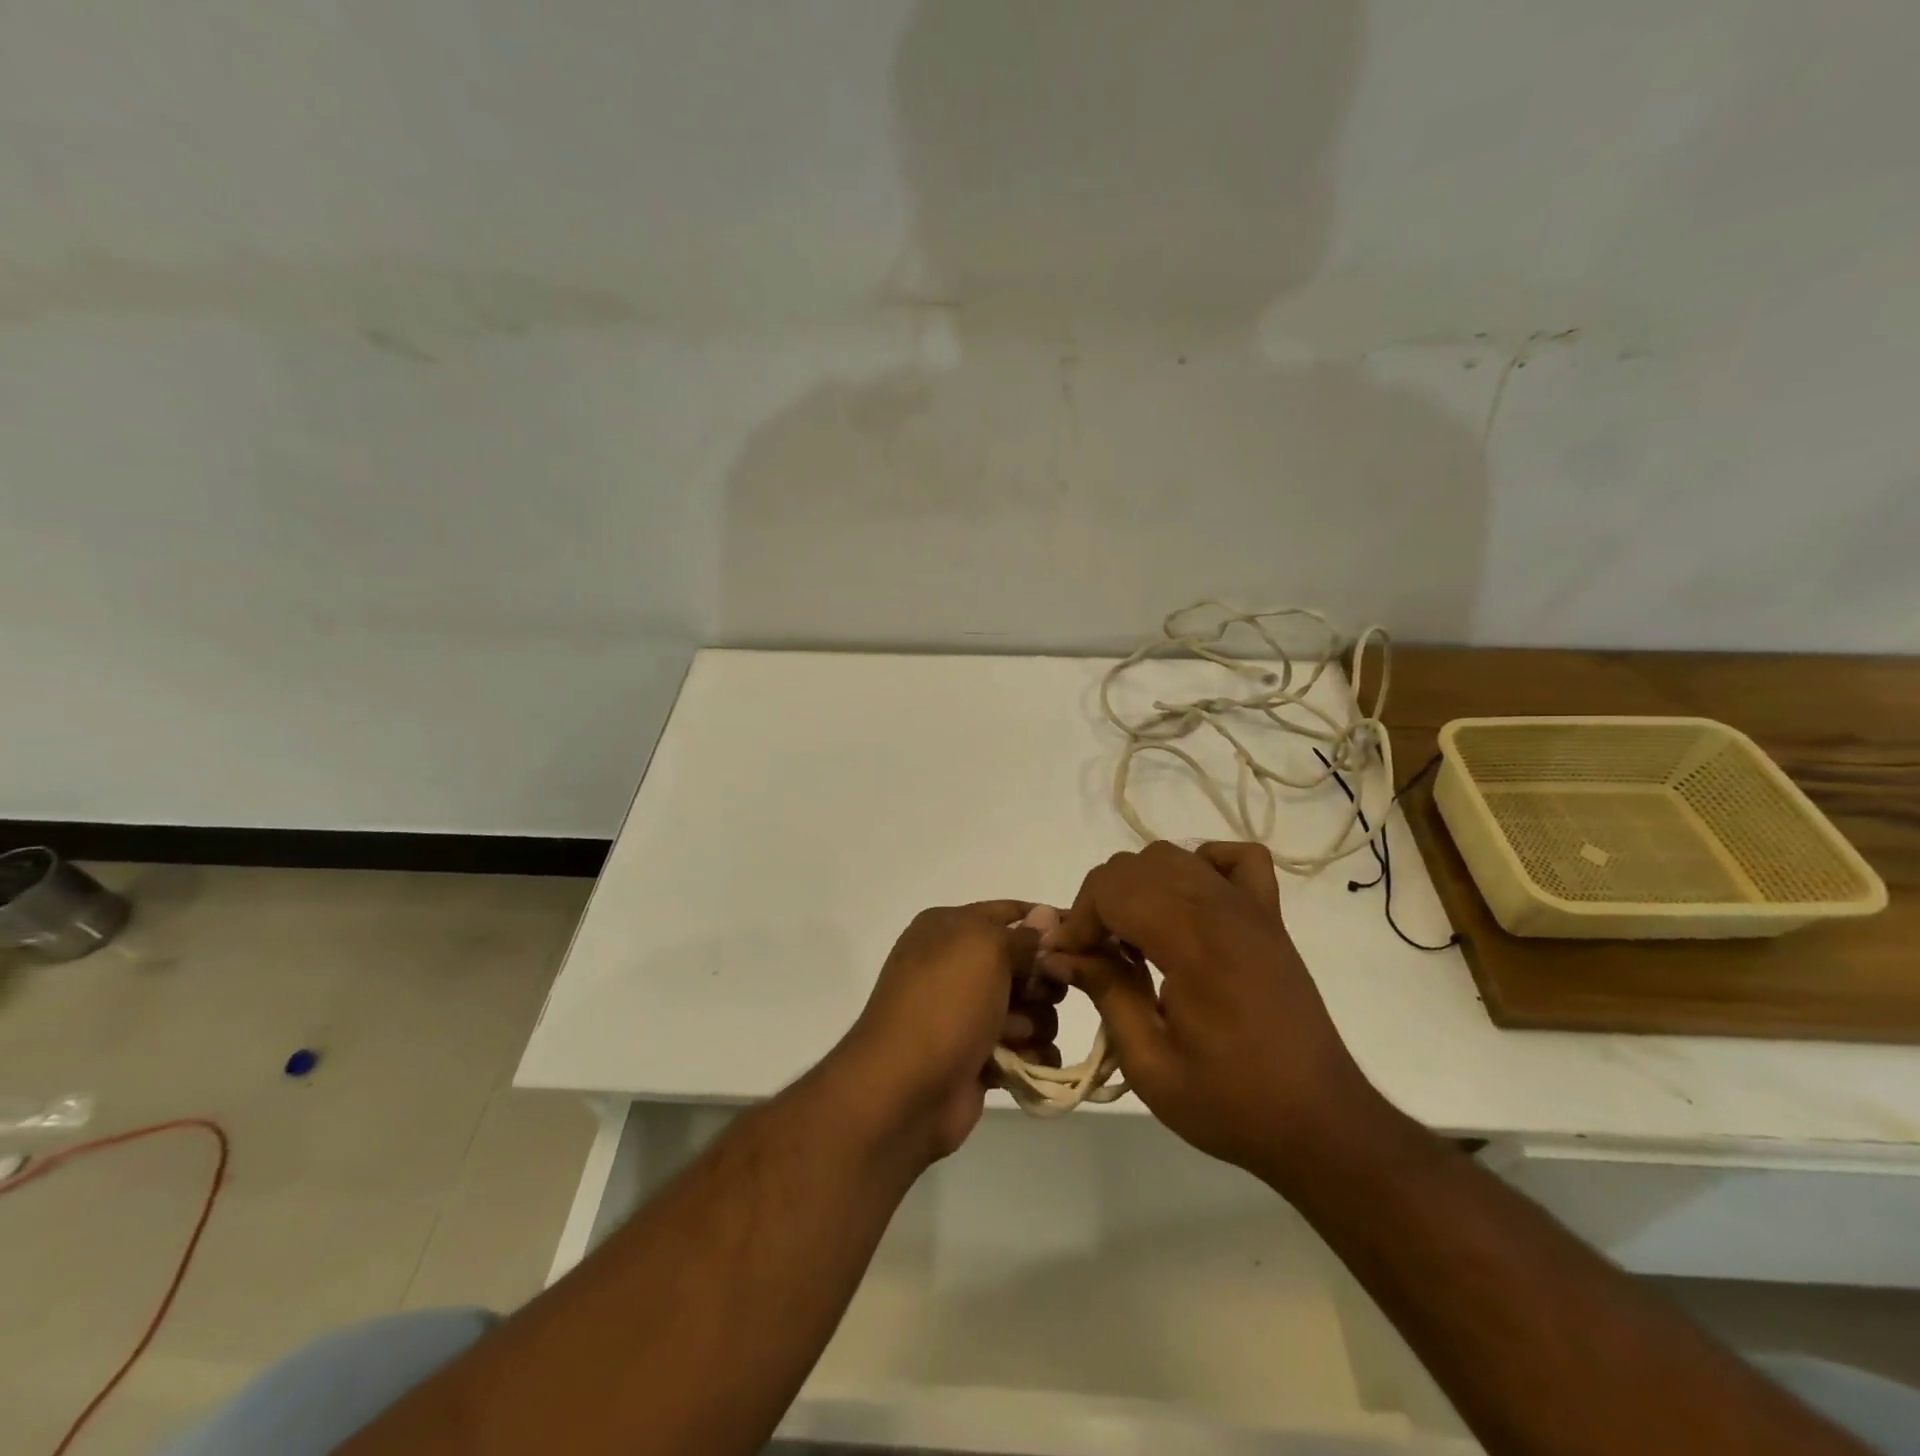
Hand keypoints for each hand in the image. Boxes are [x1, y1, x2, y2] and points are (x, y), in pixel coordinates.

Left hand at [837, 901, 1063, 1160]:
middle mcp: (956, 966)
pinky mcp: (979, 1056)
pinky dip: (1031, 1056)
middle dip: (1039, 982)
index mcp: (949, 929)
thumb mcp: (984, 950)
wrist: (904, 1090)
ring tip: (1011, 1038)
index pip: (1007, 913)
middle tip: (1037, 995)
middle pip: (1025, 964)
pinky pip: (1025, 1048)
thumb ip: (1021, 935)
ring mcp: (967, 1013)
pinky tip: (1024, 1063)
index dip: (1044, 923)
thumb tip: (1045, 915)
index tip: (1081, 938)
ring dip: (1032, 1023)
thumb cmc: (944, 1004)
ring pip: (1031, 1008)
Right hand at [1044, 842, 1378, 1184]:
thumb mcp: (1150, 1064)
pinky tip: (1188, 903)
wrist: (1320, 1123)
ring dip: (1140, 886)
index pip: (1113, 888)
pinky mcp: (1271, 917)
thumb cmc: (1232, 1103)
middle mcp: (1222, 910)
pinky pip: (1236, 859)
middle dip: (1101, 903)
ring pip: (1174, 856)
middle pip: (1136, 866)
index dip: (1079, 919)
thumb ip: (1105, 994)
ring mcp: (1251, 908)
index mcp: (1192, 943)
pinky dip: (1202, 865)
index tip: (1068, 960)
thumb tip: (1059, 954)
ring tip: (1134, 937)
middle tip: (1096, 956)